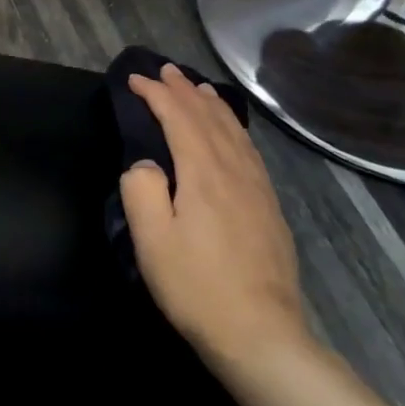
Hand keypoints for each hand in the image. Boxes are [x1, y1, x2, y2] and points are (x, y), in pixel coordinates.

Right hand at [121, 65, 308, 371]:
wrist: (260, 335)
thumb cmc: (196, 287)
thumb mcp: (152, 240)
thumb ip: (142, 189)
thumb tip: (146, 162)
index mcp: (203, 175)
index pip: (179, 119)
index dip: (156, 94)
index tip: (134, 79)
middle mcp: (234, 172)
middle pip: (209, 118)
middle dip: (184, 91)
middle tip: (165, 70)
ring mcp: (258, 190)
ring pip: (234, 133)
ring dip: (212, 106)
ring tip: (198, 89)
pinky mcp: (269, 209)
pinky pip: (250, 152)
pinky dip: (235, 130)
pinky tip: (232, 135)